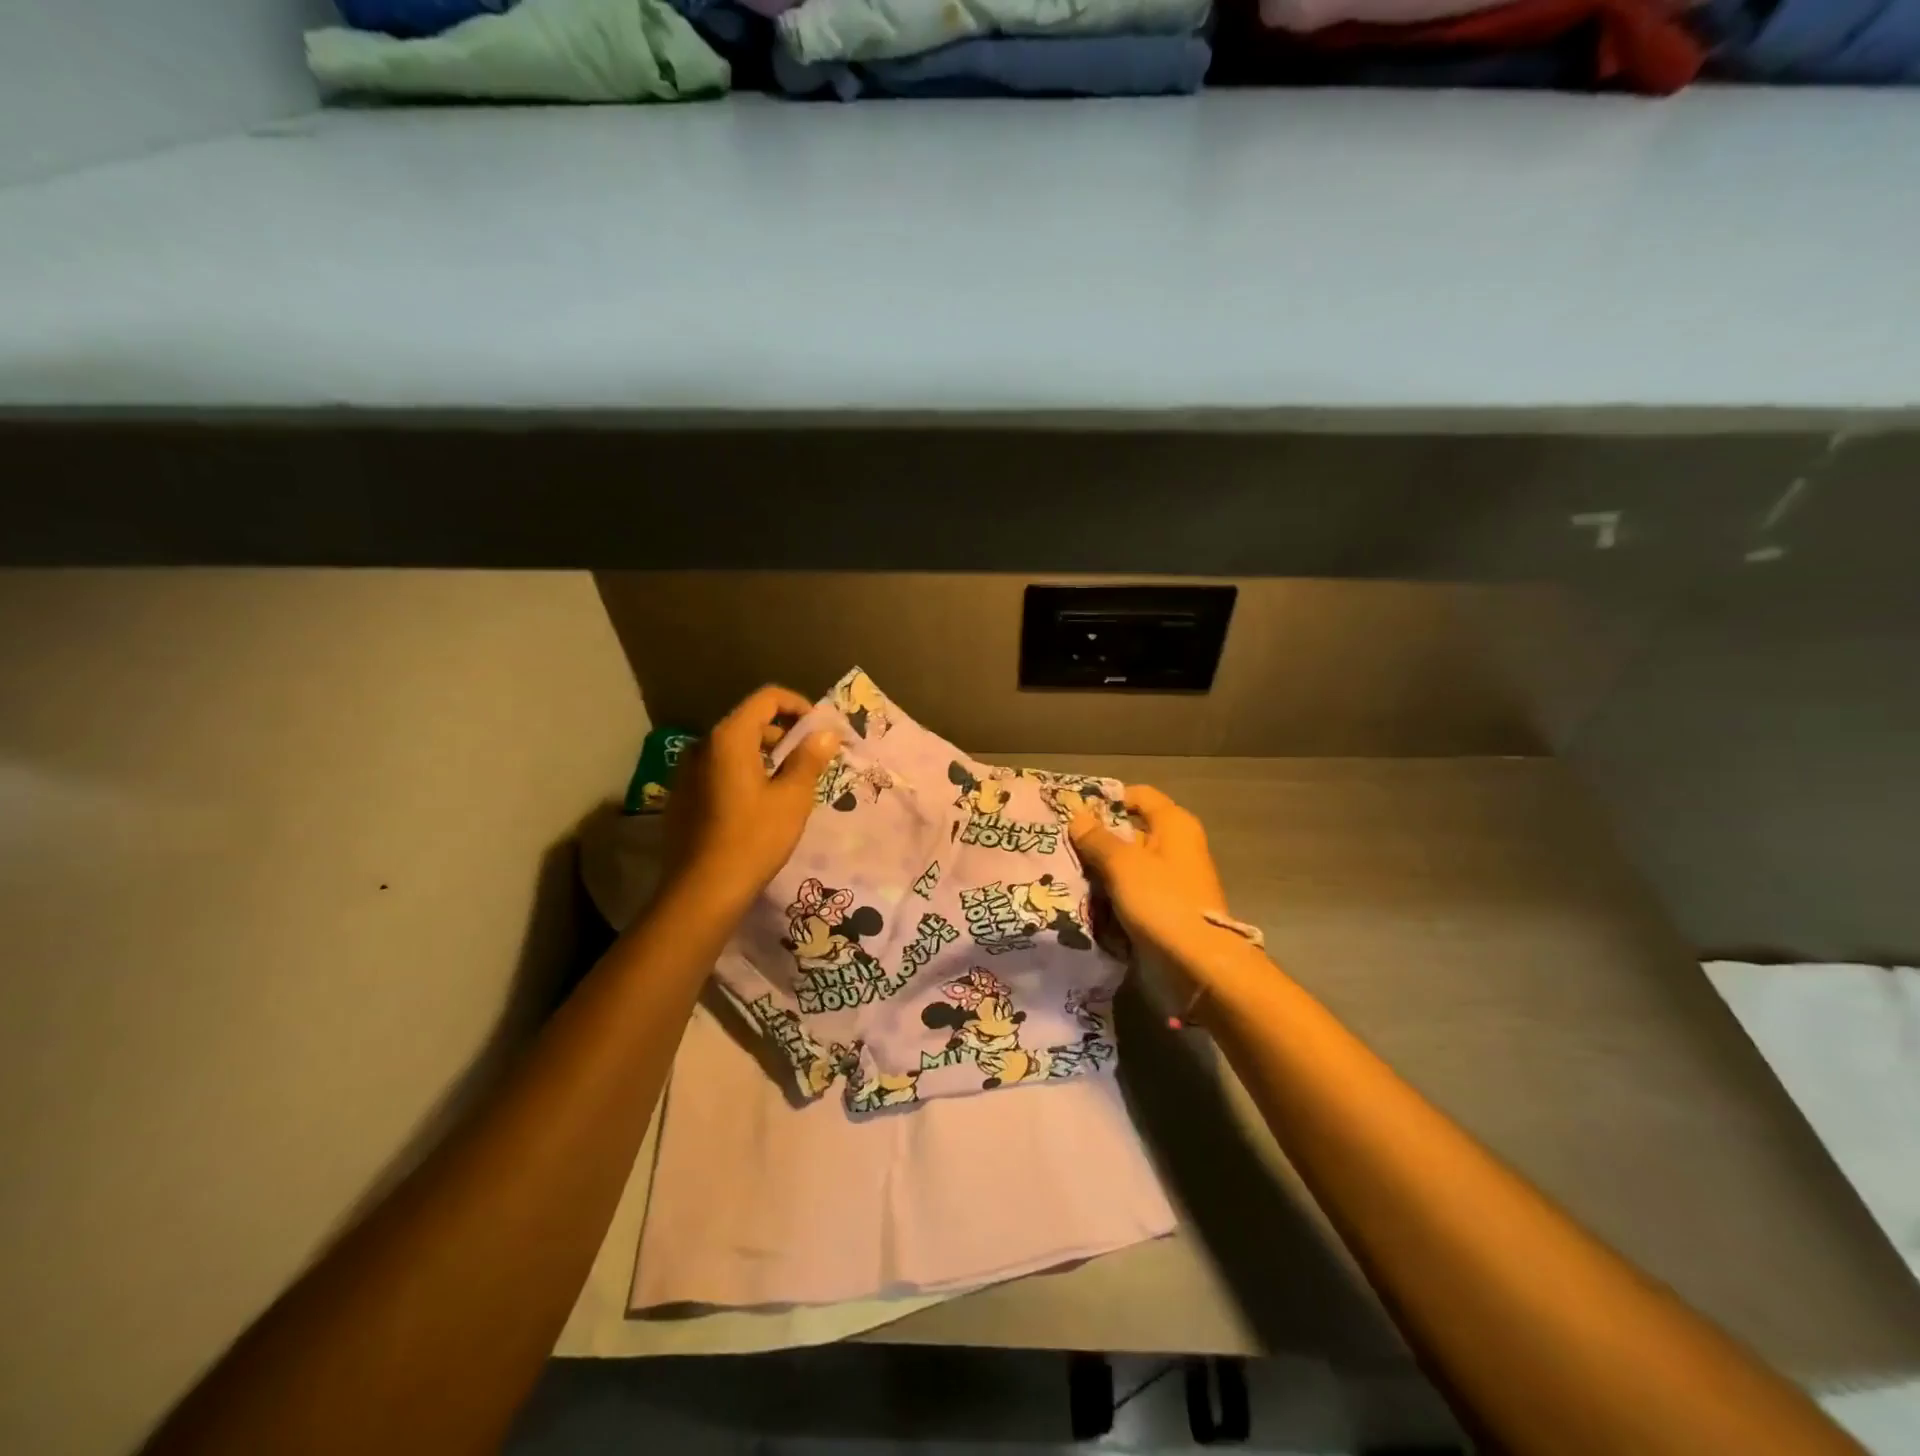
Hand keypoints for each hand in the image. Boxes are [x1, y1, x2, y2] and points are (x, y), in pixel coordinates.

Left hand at [663, 685, 839, 906]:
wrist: (702, 890)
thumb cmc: (754, 838)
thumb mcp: (792, 798)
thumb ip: (809, 758)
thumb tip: (826, 733)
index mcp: (729, 738)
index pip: (767, 698)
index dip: (798, 706)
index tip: (820, 729)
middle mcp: (702, 745)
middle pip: (749, 722)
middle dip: (784, 734)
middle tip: (810, 761)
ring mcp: (686, 771)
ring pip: (733, 749)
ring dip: (764, 756)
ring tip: (788, 785)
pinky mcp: (682, 796)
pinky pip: (718, 770)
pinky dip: (743, 774)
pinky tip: (758, 805)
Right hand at [1068, 786, 1238, 977]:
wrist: (1198, 964)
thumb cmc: (1162, 901)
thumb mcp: (1122, 864)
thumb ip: (1097, 838)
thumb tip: (1077, 816)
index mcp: (1174, 824)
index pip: (1137, 795)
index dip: (1107, 799)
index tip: (1074, 811)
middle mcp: (1177, 845)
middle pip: (1131, 829)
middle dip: (1098, 837)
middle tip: (1062, 844)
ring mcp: (1173, 877)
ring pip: (1129, 862)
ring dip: (1101, 868)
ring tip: (1065, 872)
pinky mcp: (1167, 906)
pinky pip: (1133, 889)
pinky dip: (1113, 892)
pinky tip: (1085, 898)